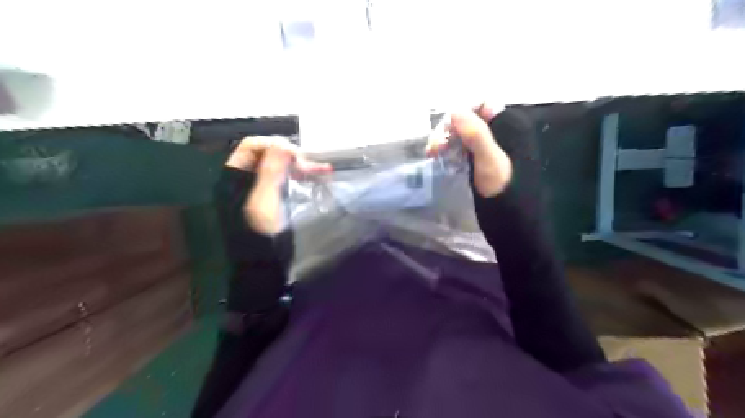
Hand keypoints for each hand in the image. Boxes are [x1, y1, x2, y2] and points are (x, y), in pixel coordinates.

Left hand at [227, 137, 330, 234]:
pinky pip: (287, 179)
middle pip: (268, 154)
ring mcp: (260, 186)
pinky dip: (302, 176)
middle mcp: (246, 177)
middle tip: (308, 165)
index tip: (294, 155)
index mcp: (235, 174)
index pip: (252, 146)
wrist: (263, 259)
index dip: (273, 145)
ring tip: (323, 168)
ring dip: (301, 166)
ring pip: (280, 166)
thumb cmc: (260, 230)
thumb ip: (271, 170)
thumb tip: (281, 143)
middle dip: (290, 156)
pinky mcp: (273, 195)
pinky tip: (320, 174)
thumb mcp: (264, 199)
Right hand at [424, 104, 511, 194]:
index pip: (482, 104)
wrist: (509, 217)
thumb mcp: (490, 160)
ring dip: (444, 139)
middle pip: (468, 118)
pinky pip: (460, 146)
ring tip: (432, 154)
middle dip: (448, 128)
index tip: (445, 127)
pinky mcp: (478, 159)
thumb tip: (455, 110)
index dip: (462, 110)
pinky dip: (447, 150)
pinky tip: (438, 158)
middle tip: (434, 147)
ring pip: (461, 133)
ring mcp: (487, 146)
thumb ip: (476, 134)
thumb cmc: (502, 188)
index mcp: (508, 125)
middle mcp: (498, 131)